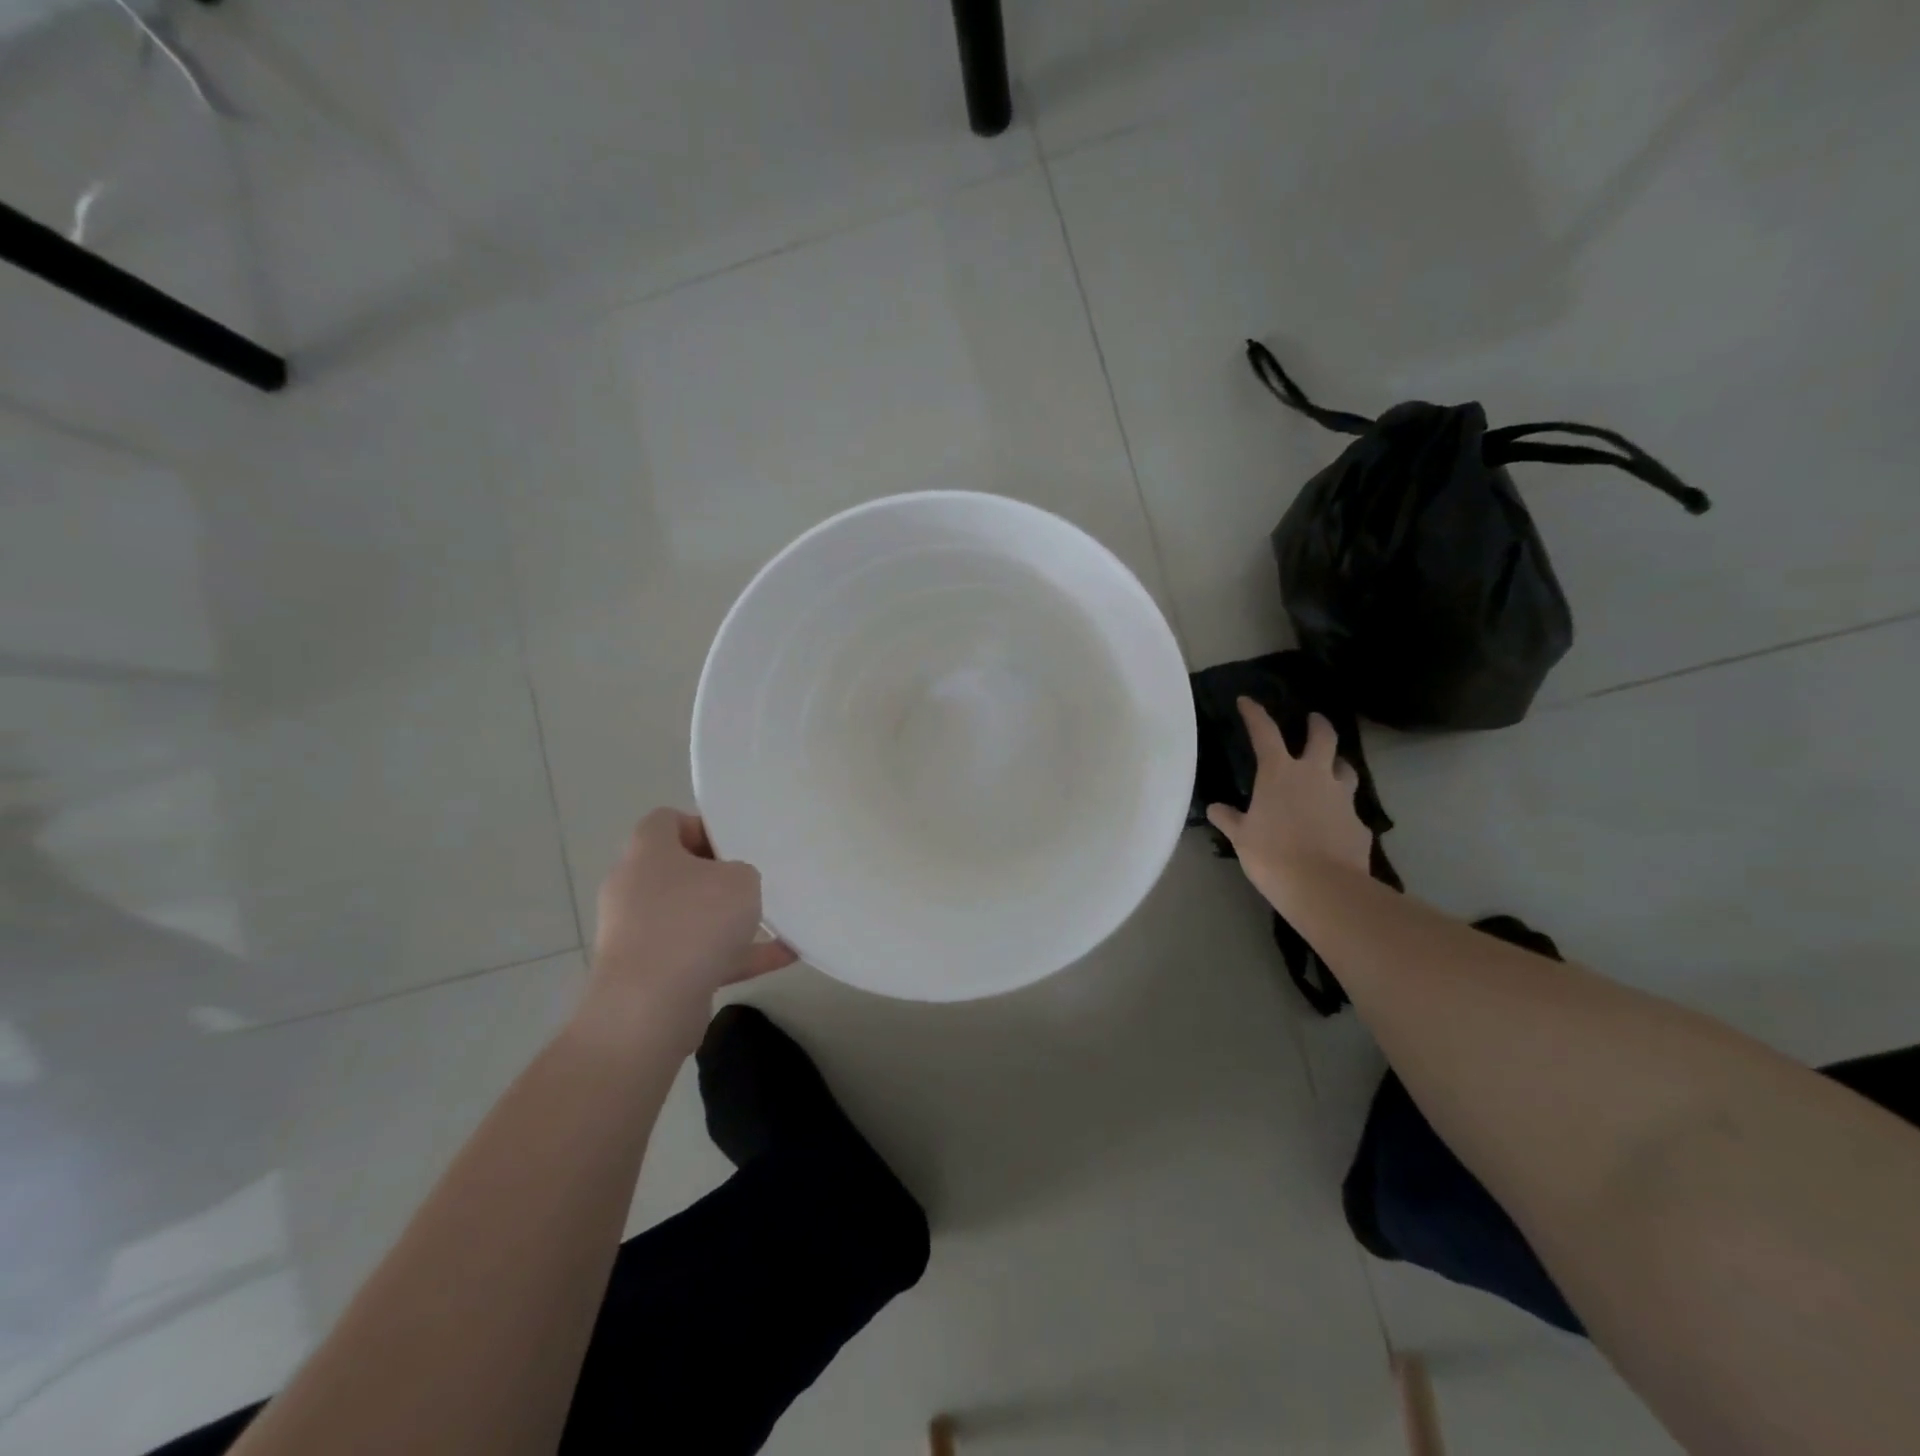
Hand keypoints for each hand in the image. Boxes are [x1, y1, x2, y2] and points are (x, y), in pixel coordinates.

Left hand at [586, 809, 795, 1036]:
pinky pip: (696, 955)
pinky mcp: (647, 973)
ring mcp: (636, 933)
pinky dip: (733, 956)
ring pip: (688, 916)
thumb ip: (742, 873)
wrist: (648, 1007)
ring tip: (774, 923)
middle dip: (717, 877)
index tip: (735, 846)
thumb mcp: (740, 881)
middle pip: (677, 870)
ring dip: (728, 921)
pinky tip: (781, 958)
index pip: (666, 821)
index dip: (702, 826)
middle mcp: (633, 888)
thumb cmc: (694, 923)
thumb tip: (730, 887)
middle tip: (753, 882)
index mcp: (647, 853)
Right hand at [1206, 698, 1371, 907]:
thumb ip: (1229, 819)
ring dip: (1337, 764)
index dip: (1255, 714)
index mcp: (1279, 773)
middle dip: (1318, 725)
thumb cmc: (1272, 855)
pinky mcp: (1359, 824)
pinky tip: (1335, 824)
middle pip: (1323, 738)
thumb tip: (1216, 809)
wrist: (1324, 887)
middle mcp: (1315, 776)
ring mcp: (1342, 798)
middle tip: (1314, 719)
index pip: (1265, 733)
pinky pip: (1350, 810)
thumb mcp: (1241, 837)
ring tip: (1332, 768)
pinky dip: (1341, 811)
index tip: (1247, 701)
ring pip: (1345, 769)